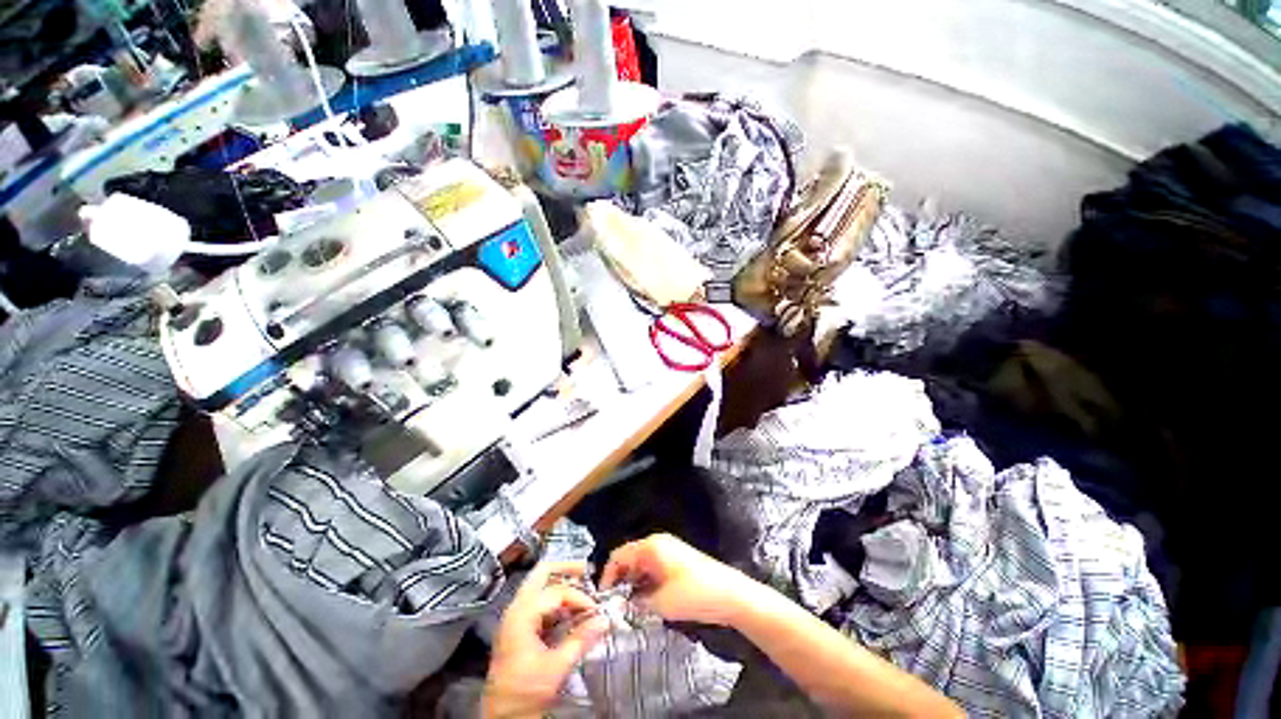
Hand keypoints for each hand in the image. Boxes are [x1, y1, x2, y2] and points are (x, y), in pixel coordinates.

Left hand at [482, 561, 609, 718]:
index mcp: (522, 614)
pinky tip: (569, 609)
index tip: (595, 610)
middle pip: (541, 573)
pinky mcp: (518, 627)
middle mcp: (516, 608)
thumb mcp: (556, 667)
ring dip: (560, 583)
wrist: (500, 718)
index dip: (579, 597)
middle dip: (564, 568)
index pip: (557, 592)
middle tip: (585, 569)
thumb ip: (581, 640)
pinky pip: (538, 601)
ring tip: (581, 587)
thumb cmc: (525, 692)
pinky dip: (555, 599)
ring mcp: (515, 616)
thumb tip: (604, 620)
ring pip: (538, 585)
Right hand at [600, 533, 758, 626]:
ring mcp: (668, 553)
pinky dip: (645, 585)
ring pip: (641, 567)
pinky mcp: (677, 564)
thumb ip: (637, 603)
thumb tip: (622, 606)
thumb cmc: (694, 593)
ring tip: (627, 609)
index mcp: (651, 546)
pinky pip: (653, 572)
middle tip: (613, 607)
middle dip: (620, 581)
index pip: (619, 555)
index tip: (603, 599)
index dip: (607, 575)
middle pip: (629, 559)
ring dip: (633, 585)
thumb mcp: (661, 603)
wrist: (730, 595)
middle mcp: (657, 545)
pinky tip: (644, 604)